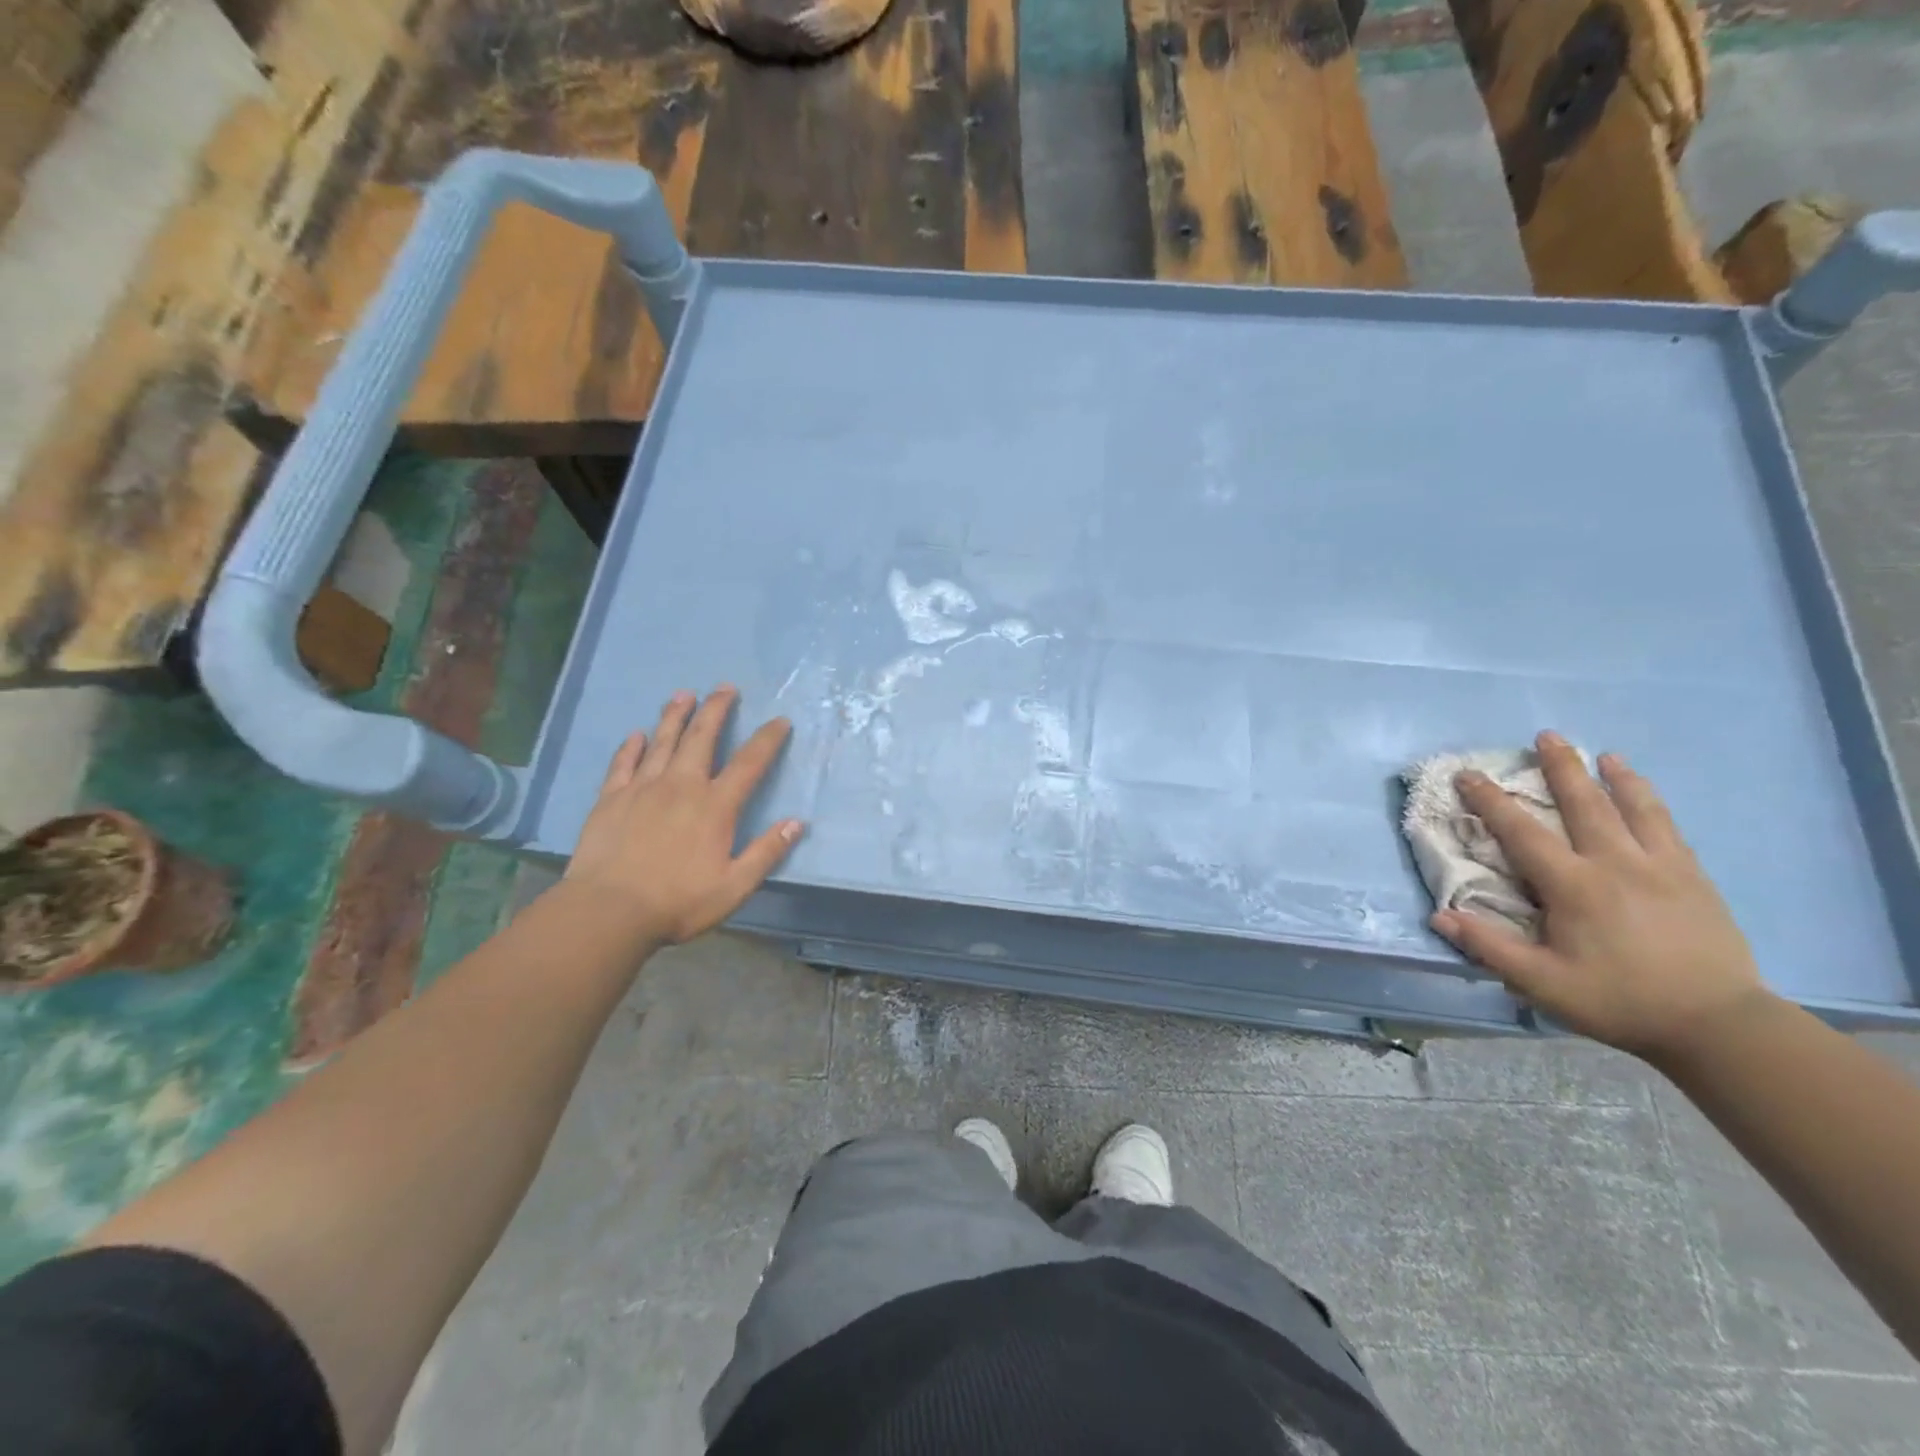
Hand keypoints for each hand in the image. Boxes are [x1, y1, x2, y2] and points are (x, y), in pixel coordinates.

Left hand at [564, 686, 803, 945]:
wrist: (609, 911)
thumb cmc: (678, 902)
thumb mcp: (734, 886)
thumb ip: (766, 852)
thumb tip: (797, 823)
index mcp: (715, 806)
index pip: (749, 763)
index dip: (767, 739)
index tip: (779, 721)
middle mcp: (681, 786)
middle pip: (702, 738)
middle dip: (717, 710)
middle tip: (725, 687)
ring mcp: (643, 789)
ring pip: (662, 741)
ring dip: (676, 716)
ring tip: (684, 694)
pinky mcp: (611, 799)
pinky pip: (623, 764)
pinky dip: (631, 747)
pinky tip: (636, 734)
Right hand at [1431, 731, 1774, 1064]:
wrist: (1720, 1026)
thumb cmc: (1620, 1001)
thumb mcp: (1543, 983)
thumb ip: (1489, 947)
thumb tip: (1439, 915)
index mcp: (1574, 886)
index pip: (1521, 832)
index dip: (1490, 801)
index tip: (1468, 774)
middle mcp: (1616, 864)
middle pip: (1584, 805)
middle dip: (1561, 768)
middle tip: (1547, 735)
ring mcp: (1661, 868)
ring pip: (1635, 809)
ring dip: (1614, 778)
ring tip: (1603, 754)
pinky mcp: (1695, 880)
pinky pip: (1669, 829)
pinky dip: (1652, 803)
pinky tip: (1646, 795)